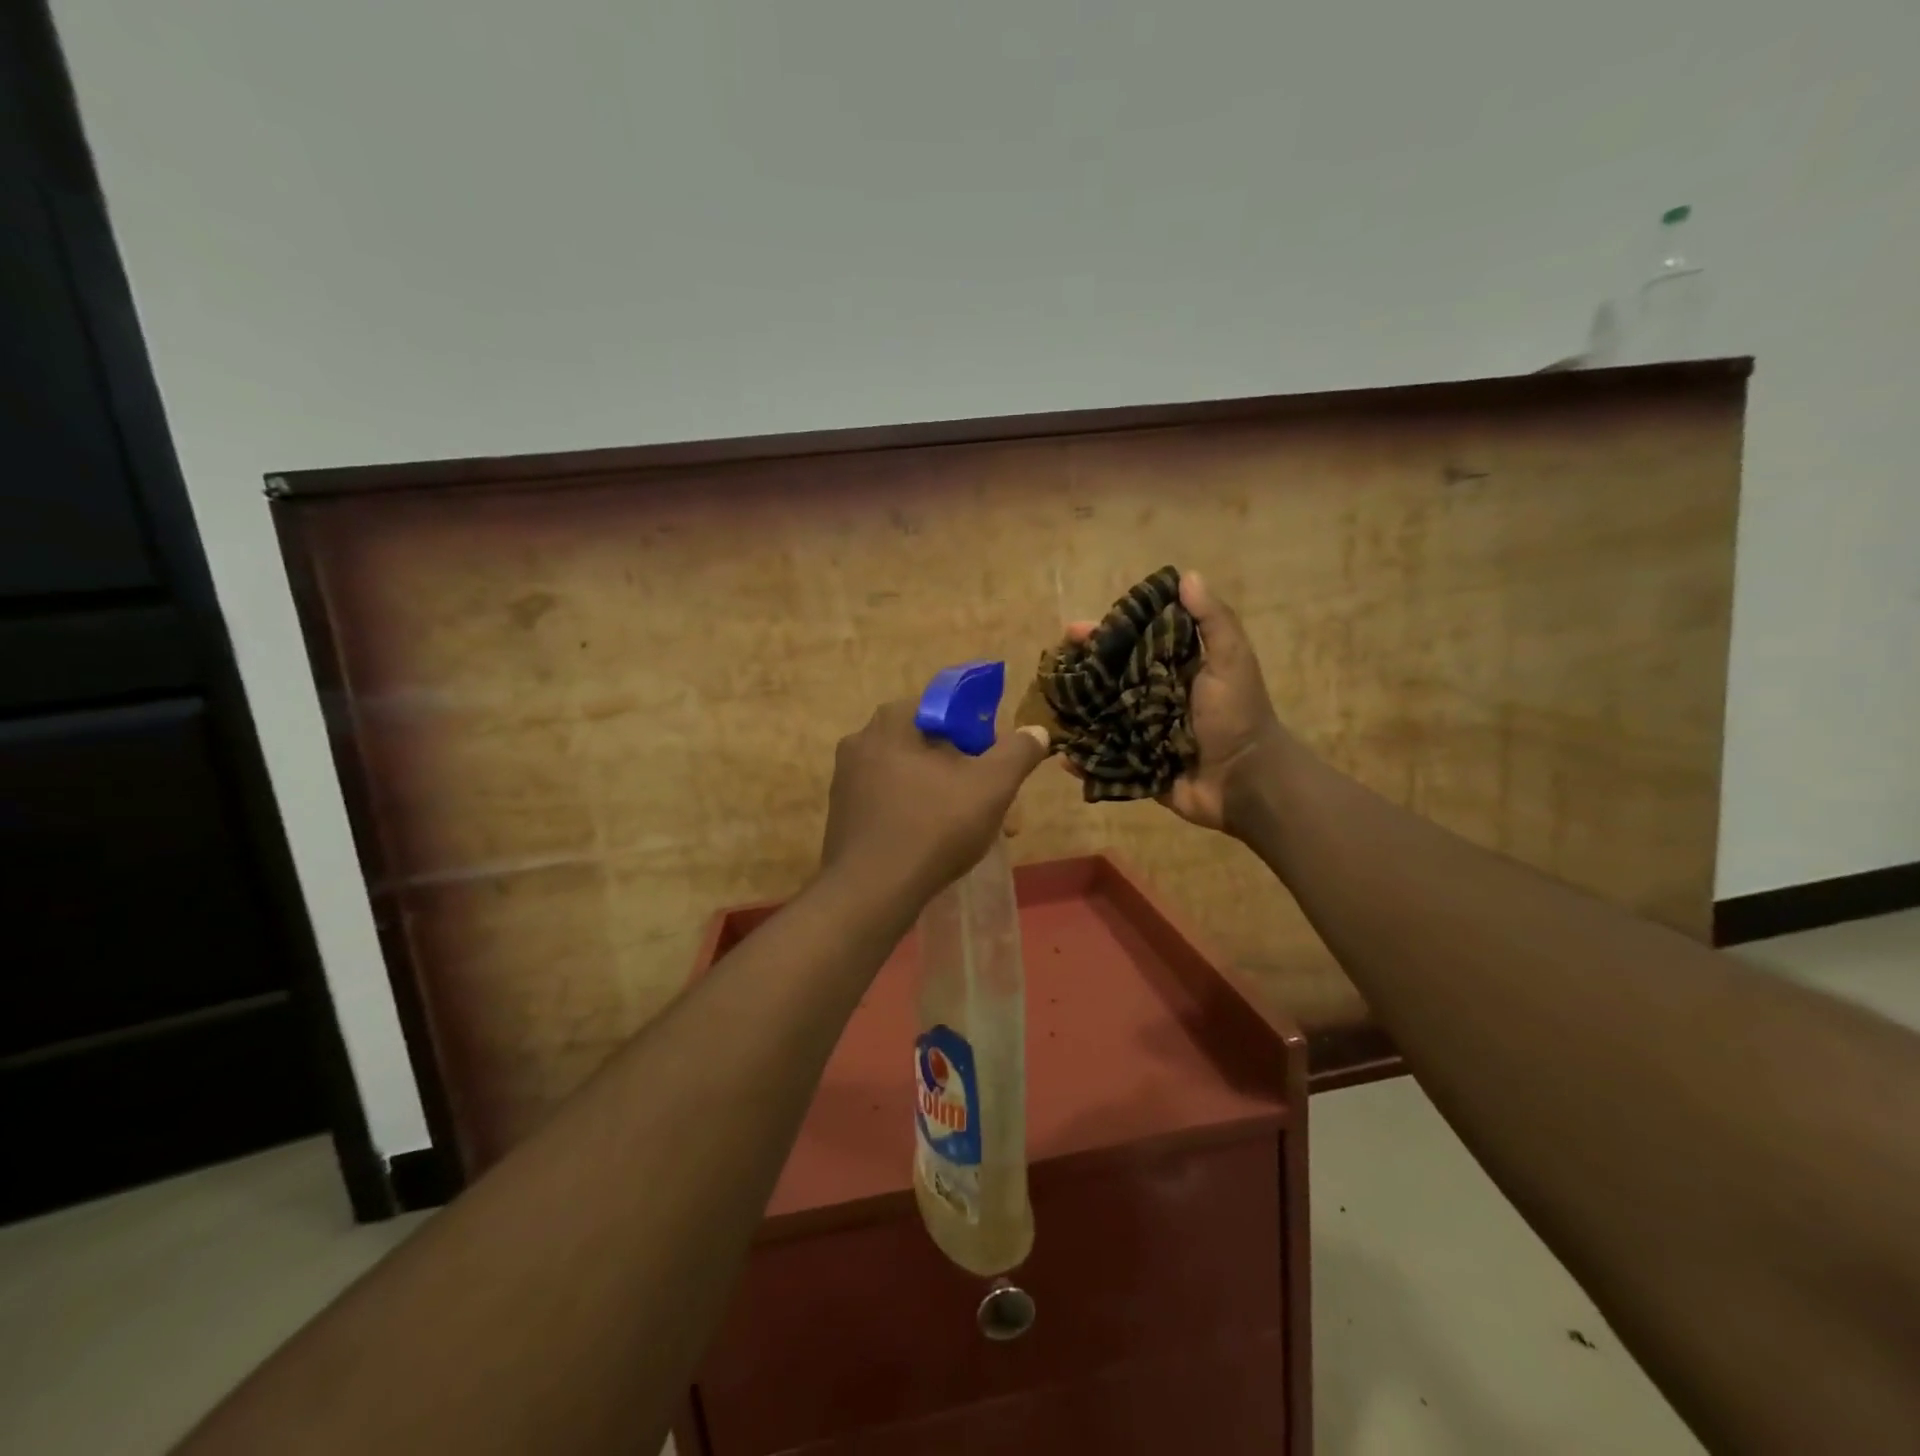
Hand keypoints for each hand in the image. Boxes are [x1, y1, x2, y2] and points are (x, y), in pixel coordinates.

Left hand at [821, 699, 1050, 900]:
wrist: (871, 892)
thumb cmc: (934, 827)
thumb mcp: (991, 787)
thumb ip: (1017, 753)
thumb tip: (1037, 731)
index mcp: (892, 721)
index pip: (947, 708)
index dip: (980, 734)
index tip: (997, 766)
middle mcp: (862, 740)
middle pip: (930, 745)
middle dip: (968, 772)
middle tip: (996, 805)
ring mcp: (847, 778)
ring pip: (913, 776)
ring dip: (947, 796)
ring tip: (976, 831)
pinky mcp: (842, 813)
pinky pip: (891, 800)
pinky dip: (918, 813)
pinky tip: (938, 843)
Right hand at [1066, 570, 1284, 836]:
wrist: (1247, 781)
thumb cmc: (1237, 716)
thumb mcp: (1231, 661)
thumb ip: (1213, 621)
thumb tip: (1187, 576)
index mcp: (1173, 670)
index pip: (1130, 645)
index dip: (1102, 636)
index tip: (1071, 631)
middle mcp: (1153, 698)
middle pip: (1108, 681)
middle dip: (1078, 676)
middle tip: (1049, 673)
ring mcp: (1142, 734)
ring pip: (1101, 719)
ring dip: (1074, 715)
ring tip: (1045, 711)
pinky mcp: (1138, 767)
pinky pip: (1105, 760)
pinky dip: (1084, 760)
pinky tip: (1062, 755)